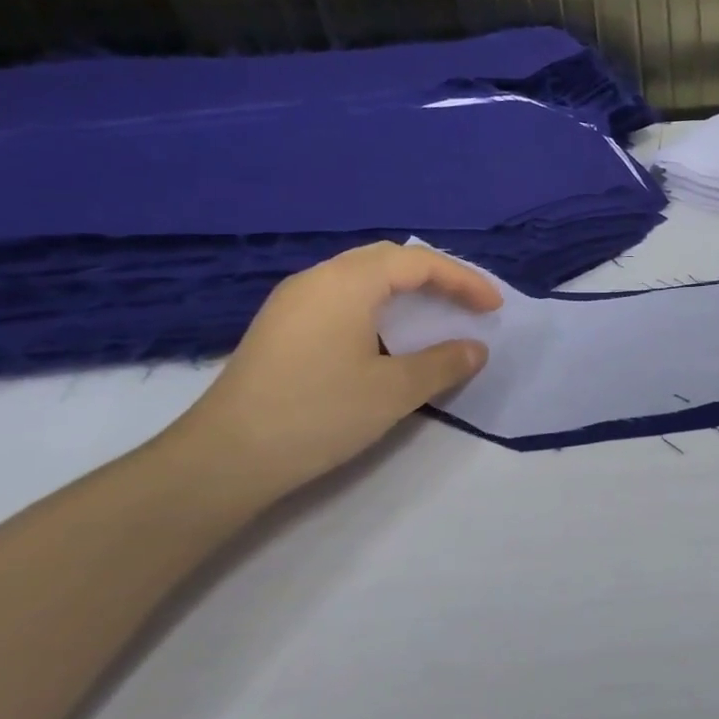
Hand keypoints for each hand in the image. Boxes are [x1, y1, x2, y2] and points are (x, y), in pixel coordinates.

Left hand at [166, 243, 501, 505]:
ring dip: (405, 290)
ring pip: (362, 276)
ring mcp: (293, 302)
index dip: (464, 280)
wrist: (225, 458)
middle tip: (467, 303)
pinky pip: (341, 296)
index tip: (494, 307)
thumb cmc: (318, 414)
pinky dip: (378, 305)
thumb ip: (444, 363)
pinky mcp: (281, 327)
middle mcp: (317, 279)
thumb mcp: (395, 391)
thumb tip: (476, 348)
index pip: (418, 262)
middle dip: (436, 276)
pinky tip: (387, 336)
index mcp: (347, 283)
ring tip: (435, 315)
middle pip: (388, 259)